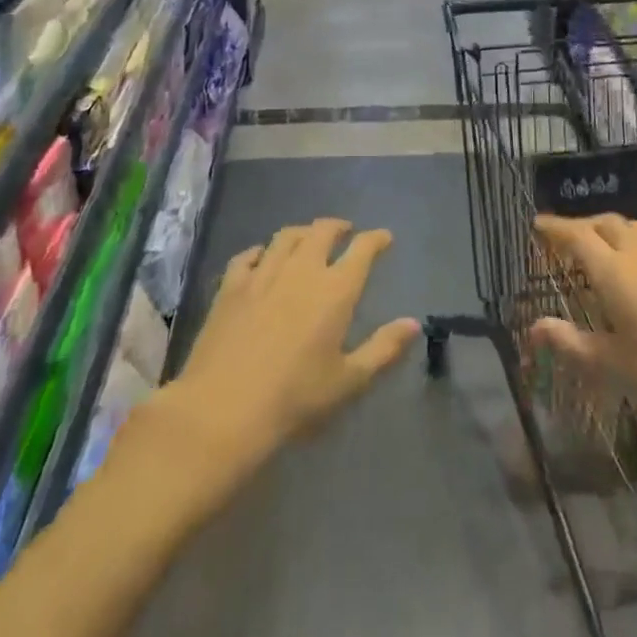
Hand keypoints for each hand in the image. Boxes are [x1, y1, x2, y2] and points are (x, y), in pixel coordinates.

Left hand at [173, 219, 418, 466]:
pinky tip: (261, 257)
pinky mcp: (231, 286)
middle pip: (322, 231)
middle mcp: (302, 270)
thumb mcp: (348, 381)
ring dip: (302, 232)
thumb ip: (383, 349)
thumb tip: (413, 323)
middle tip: (345, 232)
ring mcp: (263, 274)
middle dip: (337, 226)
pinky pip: (247, 255)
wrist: (223, 410)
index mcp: (335, 290)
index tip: (384, 238)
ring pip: (286, 236)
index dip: (376, 239)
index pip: (362, 249)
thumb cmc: (295, 399)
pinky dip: (260, 251)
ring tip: (308, 239)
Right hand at [530, 214, 636, 511]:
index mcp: (614, 270)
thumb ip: (572, 344)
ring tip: (611, 252)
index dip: (555, 228)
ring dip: (617, 234)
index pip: (575, 237)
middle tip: (571, 241)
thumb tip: (535, 327)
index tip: (538, 224)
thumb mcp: (616, 366)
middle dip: (584, 227)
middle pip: (606, 224)